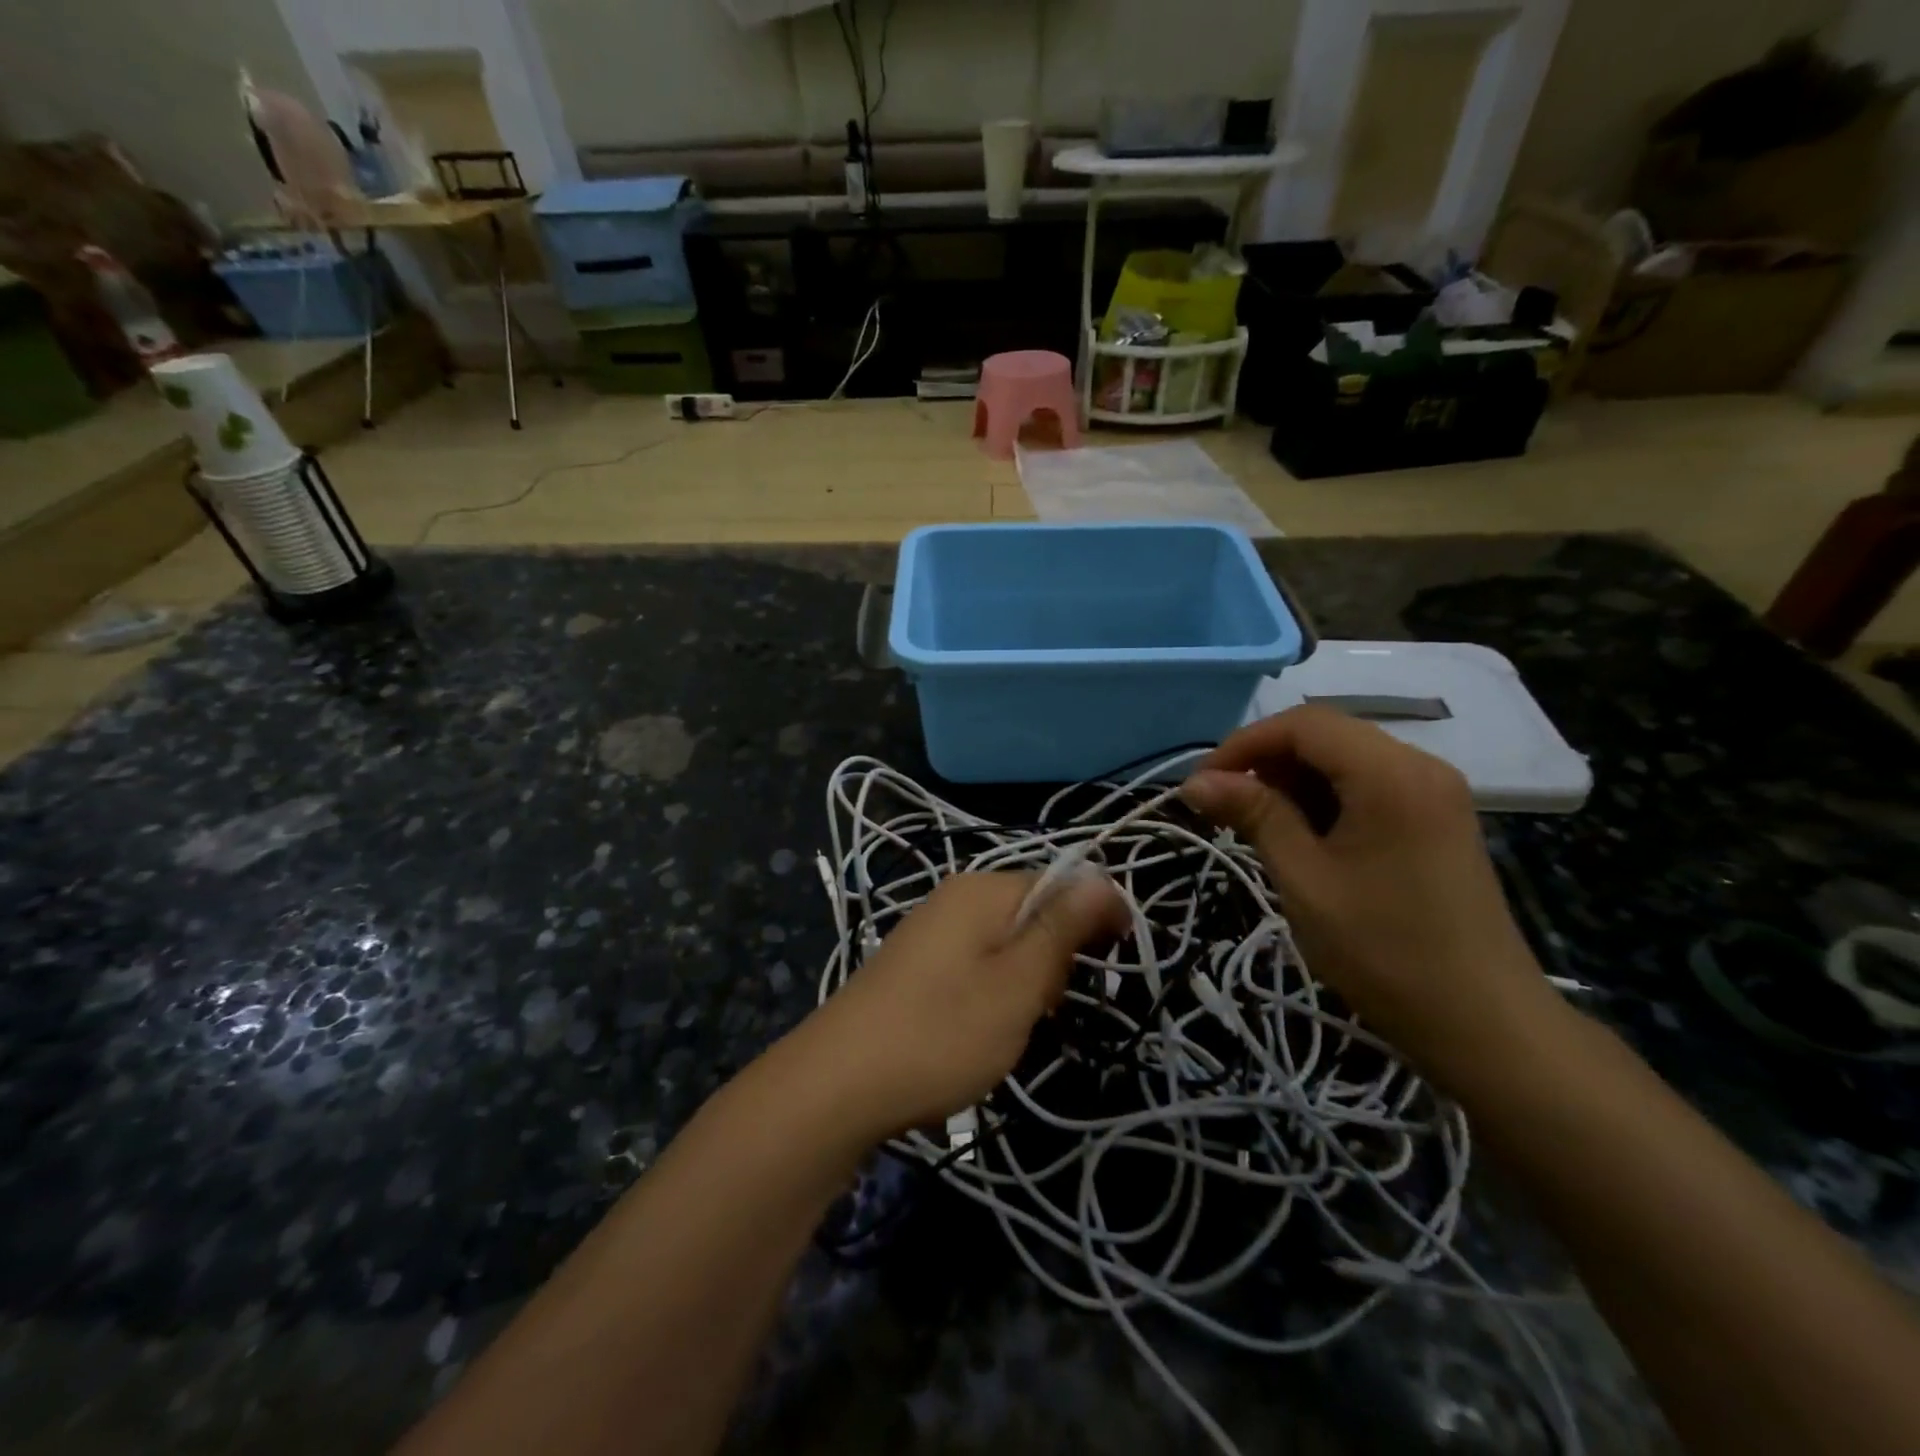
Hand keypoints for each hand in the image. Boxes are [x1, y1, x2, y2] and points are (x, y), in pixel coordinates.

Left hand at [797, 872, 1126, 1139]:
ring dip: (1028, 981)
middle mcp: (955, 897)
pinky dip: (996, 991)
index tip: (1118, 964)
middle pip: (1034, 911)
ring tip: (1018, 1027)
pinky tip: (984, 1031)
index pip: (1062, 881)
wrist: (836, 1084)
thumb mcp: (1016, 985)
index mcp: (983, 889)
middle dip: (1058, 956)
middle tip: (1050, 1008)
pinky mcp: (917, 965)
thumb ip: (1061, 929)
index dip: (1098, 917)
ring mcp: (932, 931)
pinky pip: (976, 963)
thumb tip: (1102, 877)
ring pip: (1007, 943)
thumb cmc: (941, 1033)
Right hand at [1181, 706, 1558, 1082]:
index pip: (1303, 724)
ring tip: (1257, 824)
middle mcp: (1420, 765)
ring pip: (1346, 758)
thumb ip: (1253, 815)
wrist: (1482, 1023)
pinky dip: (1326, 797)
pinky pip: (1369, 784)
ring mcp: (1434, 791)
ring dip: (1293, 780)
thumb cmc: (1383, 950)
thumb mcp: (1304, 878)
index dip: (1243, 744)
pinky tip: (1303, 835)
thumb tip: (1194, 782)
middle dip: (1266, 761)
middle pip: (1326, 735)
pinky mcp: (1437, 817)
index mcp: (1391, 774)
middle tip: (1224, 806)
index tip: (1202, 784)